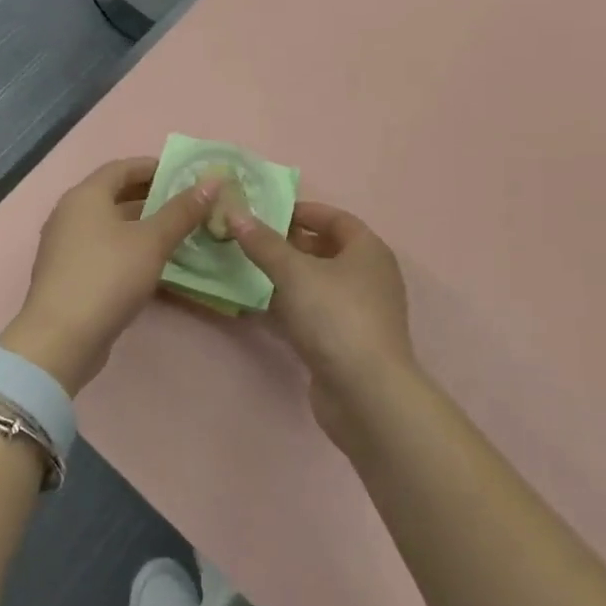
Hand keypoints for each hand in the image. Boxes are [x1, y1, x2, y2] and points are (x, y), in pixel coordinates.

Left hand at [3, 157, 219, 394]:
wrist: (60, 339)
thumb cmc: (108, 277)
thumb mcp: (152, 241)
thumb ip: (182, 211)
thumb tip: (212, 182)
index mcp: (86, 196)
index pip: (122, 167)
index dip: (154, 167)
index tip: (184, 174)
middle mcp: (70, 214)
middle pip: (115, 194)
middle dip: (151, 196)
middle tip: (186, 204)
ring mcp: (65, 245)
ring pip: (109, 224)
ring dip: (141, 224)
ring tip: (176, 231)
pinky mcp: (68, 274)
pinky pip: (103, 248)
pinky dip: (127, 246)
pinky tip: (151, 262)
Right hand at [229, 202, 415, 443]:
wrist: (366, 394)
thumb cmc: (335, 317)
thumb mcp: (294, 273)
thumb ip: (264, 243)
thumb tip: (236, 213)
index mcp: (368, 250)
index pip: (335, 218)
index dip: (302, 211)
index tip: (266, 212)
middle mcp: (370, 276)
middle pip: (326, 249)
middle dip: (290, 243)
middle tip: (251, 240)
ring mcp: (360, 311)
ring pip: (318, 283)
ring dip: (288, 276)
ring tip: (249, 268)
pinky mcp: (346, 342)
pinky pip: (315, 312)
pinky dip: (292, 305)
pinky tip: (261, 306)